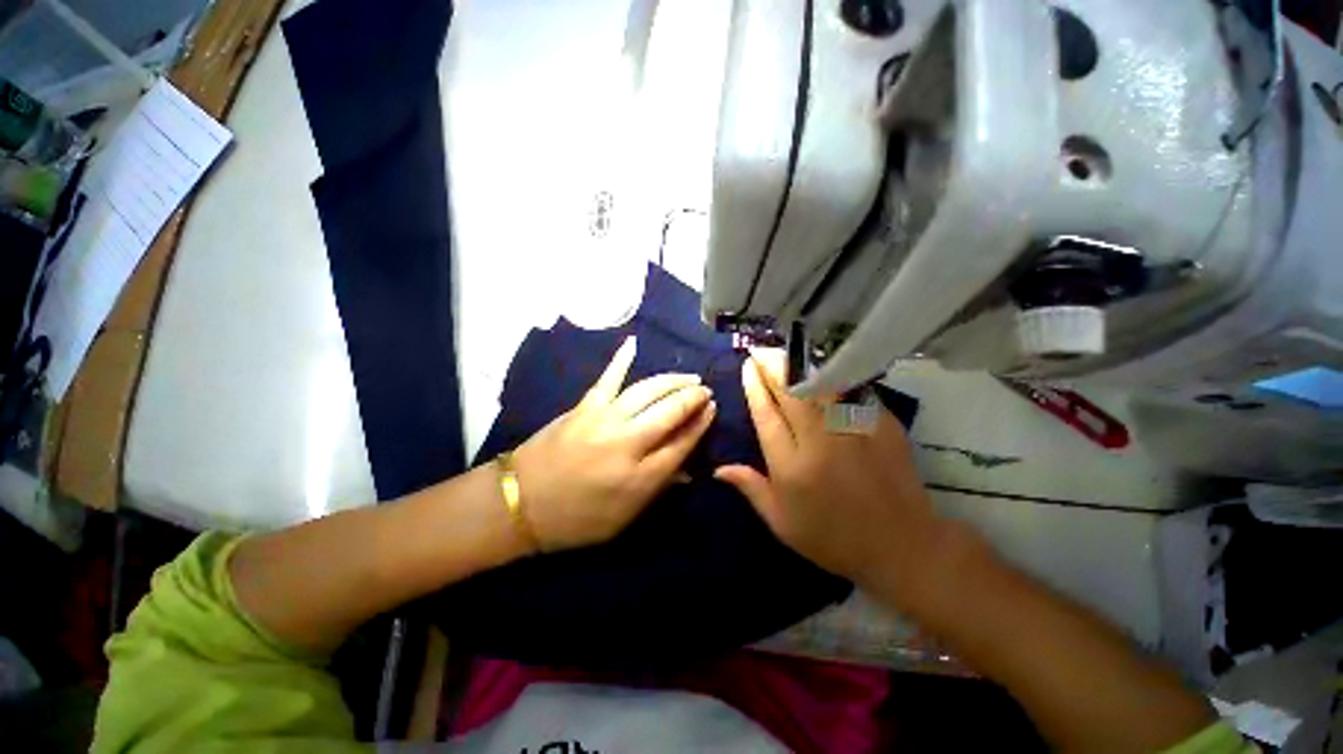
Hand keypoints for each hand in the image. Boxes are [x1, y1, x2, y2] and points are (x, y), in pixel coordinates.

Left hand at [512, 336, 714, 550]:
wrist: (519, 504)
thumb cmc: (576, 520)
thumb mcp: (624, 520)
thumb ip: (658, 491)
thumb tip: (687, 469)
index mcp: (640, 477)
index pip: (682, 443)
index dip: (701, 424)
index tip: (712, 410)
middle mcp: (627, 443)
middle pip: (670, 412)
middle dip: (693, 399)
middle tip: (705, 391)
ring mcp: (604, 420)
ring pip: (647, 391)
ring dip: (672, 381)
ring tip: (688, 378)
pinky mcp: (584, 407)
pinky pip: (608, 378)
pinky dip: (621, 359)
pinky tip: (633, 343)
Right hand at [714, 350, 949, 605]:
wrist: (901, 545)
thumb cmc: (833, 538)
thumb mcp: (782, 523)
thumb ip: (751, 489)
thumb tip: (718, 468)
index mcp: (791, 467)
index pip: (766, 417)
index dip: (755, 388)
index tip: (748, 367)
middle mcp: (819, 442)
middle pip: (790, 394)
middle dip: (772, 367)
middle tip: (760, 351)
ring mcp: (853, 430)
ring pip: (820, 386)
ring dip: (799, 366)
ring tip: (784, 351)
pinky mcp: (881, 425)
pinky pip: (851, 391)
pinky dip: (834, 375)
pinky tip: (822, 365)